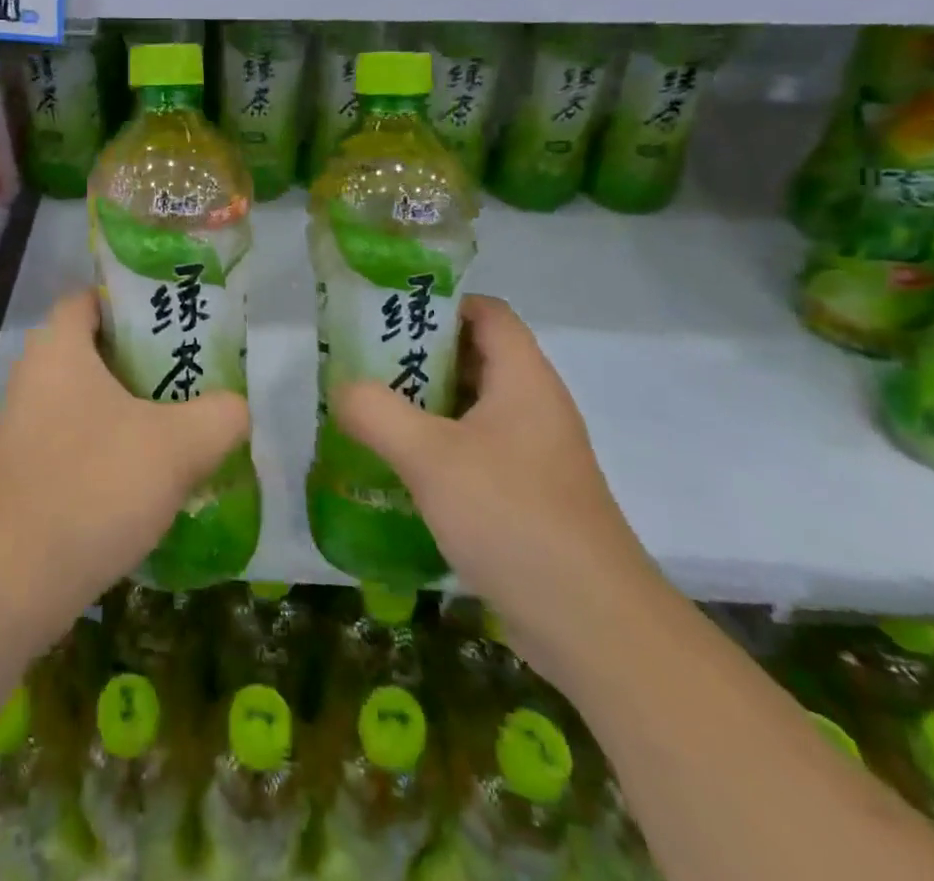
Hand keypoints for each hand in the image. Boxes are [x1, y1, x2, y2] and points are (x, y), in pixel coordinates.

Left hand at [0, 289, 248, 640]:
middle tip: (194, 375)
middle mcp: (33, 377)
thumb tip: (236, 407)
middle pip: (96, 349)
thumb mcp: (179, 445)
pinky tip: (149, 476)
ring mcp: (23, 427)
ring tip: (183, 424)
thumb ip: (222, 415)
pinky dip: (111, 446)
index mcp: (58, 348)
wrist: (13, 582)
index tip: (178, 323)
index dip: (134, 303)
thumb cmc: (94, 486)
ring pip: (88, 399)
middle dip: (145, 360)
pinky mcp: (24, 471)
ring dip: (132, 409)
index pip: (92, 298)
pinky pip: (76, 439)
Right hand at [330, 294, 658, 677]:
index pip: (486, 312)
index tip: (385, 317)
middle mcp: (533, 407)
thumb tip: (341, 388)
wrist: (593, 628)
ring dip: (421, 406)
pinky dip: (435, 449)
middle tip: (362, 366)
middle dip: (416, 357)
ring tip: (367, 413)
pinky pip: (473, 452)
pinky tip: (397, 469)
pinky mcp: (526, 497)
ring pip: (469, 409)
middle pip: (472, 357)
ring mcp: (533, 455)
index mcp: (524, 379)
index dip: (439, 305)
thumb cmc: (513, 518)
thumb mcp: (430, 457)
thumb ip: (376, 412)